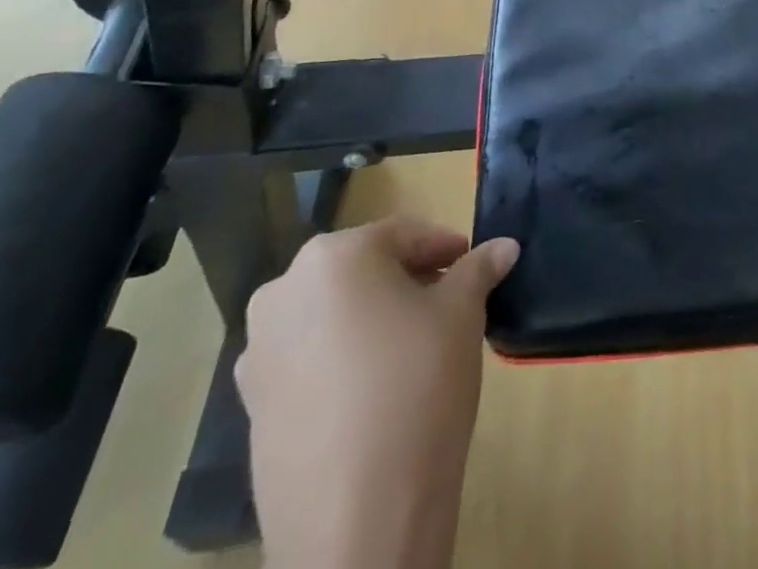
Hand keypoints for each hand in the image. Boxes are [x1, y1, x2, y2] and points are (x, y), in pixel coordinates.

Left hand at [236, 214, 519, 568]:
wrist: (357, 521)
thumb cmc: (417, 387)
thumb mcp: (462, 315)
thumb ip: (479, 270)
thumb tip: (505, 246)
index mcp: (334, 257)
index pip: (403, 234)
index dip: (445, 248)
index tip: (475, 265)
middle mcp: (284, 293)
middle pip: (362, 270)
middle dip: (408, 280)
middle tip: (450, 303)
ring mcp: (259, 354)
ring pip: (332, 314)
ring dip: (373, 318)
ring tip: (415, 347)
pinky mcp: (252, 409)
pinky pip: (308, 361)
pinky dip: (342, 360)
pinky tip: (376, 391)